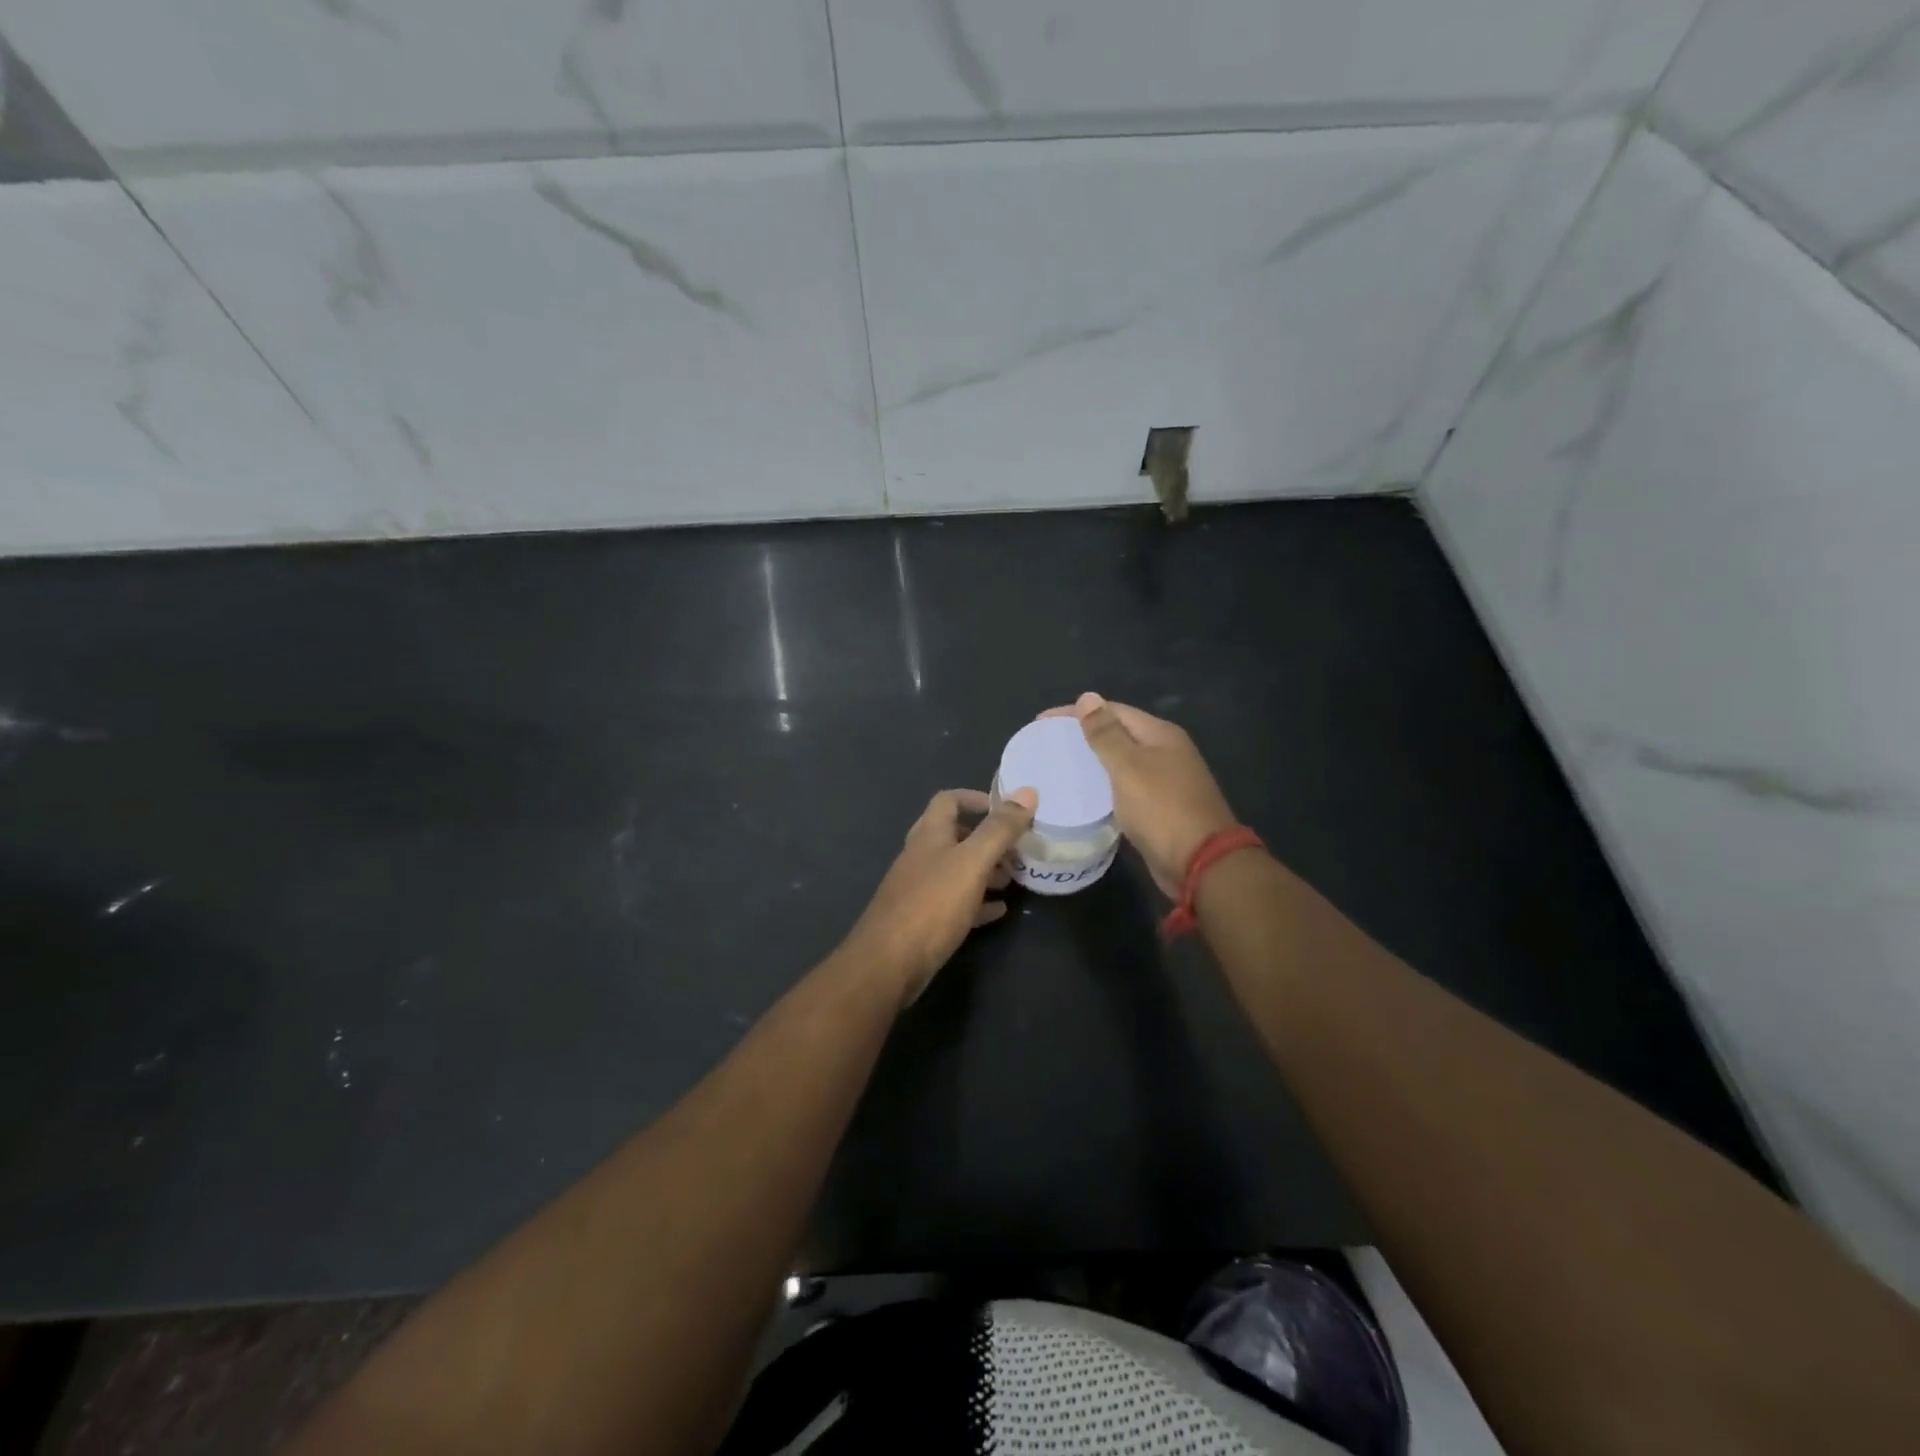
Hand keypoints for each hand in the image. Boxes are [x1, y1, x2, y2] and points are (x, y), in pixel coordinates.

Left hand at [843, 786, 1037, 1004]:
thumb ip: (1000, 829)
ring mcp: (919, 889)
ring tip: (1013, 880)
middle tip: (1018, 852)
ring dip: (985, 871)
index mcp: (929, 834)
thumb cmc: (932, 904)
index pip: (949, 800)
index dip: (976, 798)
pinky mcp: (923, 920)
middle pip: (956, 836)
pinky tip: (998, 911)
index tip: (1006, 810)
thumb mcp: (972, 862)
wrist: (889, 963)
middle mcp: (921, 856)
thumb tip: (1027, 791)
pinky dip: (977, 902)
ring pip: (957, 870)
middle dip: (988, 840)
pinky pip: (955, 903)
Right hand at [1041, 692, 1238, 897]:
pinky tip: (1083, 796)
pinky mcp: (1160, 807)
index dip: (1076, 712)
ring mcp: (1165, 780)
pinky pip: (1125, 787)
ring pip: (1121, 763)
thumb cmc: (1161, 808)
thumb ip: (1106, 734)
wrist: (1200, 863)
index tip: (1041, 723)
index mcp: (1160, 735)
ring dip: (1093, 763)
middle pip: (1118, 734)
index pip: (1112, 710)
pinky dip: (1104, 787)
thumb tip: (1087, 697)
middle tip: (1047, 746)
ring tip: (1058, 768)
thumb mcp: (1128, 767)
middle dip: (1083, 735)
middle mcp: (1166, 752)